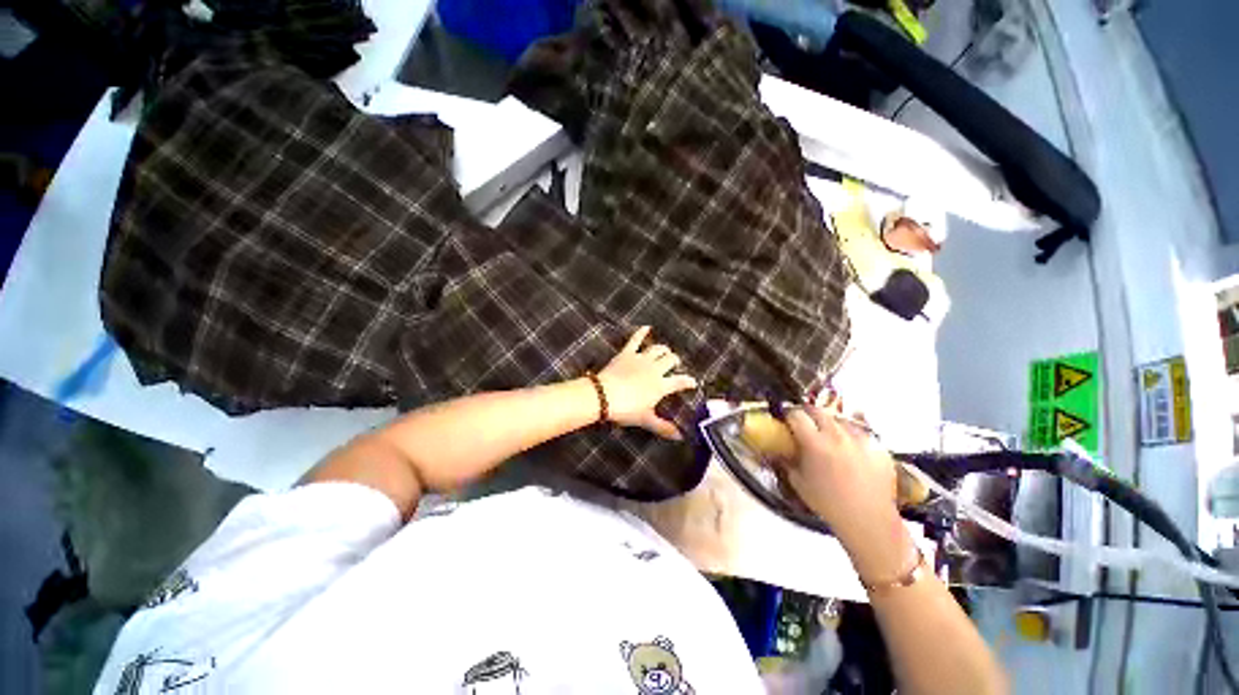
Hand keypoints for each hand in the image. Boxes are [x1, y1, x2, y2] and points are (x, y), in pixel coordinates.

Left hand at [597, 327, 697, 439]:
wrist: (604, 395)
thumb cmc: (626, 409)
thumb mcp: (645, 419)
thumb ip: (663, 427)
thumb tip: (679, 437)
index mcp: (661, 385)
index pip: (680, 381)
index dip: (689, 381)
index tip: (693, 383)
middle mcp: (655, 369)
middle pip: (671, 360)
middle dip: (676, 361)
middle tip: (674, 366)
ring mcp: (641, 358)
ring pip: (658, 348)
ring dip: (663, 349)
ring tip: (665, 352)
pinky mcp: (627, 353)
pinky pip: (635, 339)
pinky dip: (641, 332)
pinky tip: (646, 327)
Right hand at [782, 405, 914, 578]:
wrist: (868, 520)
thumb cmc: (828, 503)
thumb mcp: (798, 481)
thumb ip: (787, 460)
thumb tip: (778, 449)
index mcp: (814, 443)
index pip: (796, 415)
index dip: (788, 414)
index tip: (786, 418)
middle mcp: (837, 435)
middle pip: (818, 411)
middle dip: (807, 413)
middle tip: (804, 421)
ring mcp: (860, 438)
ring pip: (839, 418)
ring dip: (829, 422)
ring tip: (827, 434)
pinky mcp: (877, 445)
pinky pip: (860, 431)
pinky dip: (850, 434)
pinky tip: (848, 446)